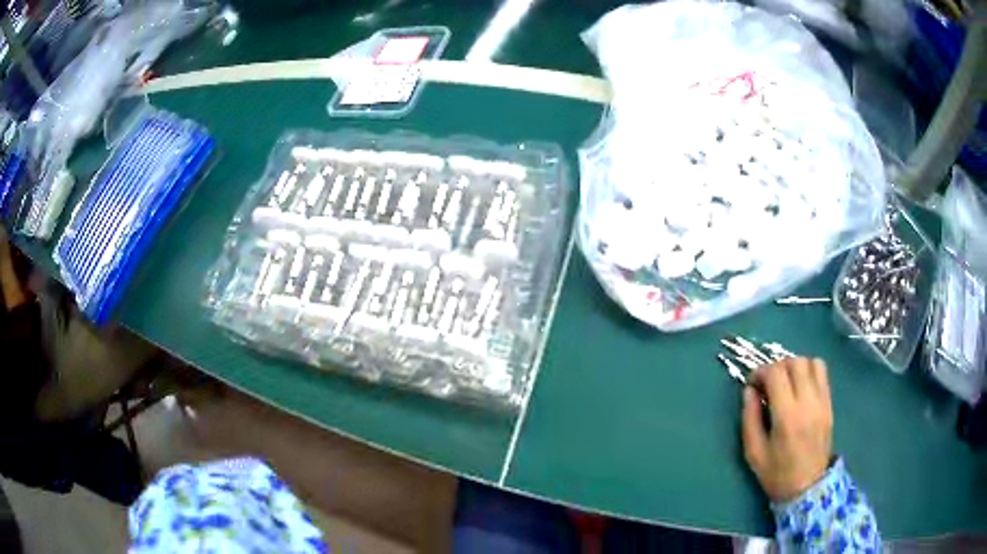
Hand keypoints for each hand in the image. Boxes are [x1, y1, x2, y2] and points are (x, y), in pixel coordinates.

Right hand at [742, 357, 832, 502]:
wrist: (807, 487)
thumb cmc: (777, 474)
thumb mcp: (754, 452)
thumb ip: (749, 418)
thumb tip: (748, 391)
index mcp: (787, 416)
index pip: (776, 374)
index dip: (761, 372)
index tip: (752, 384)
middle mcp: (808, 403)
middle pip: (795, 362)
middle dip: (777, 366)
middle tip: (767, 382)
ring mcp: (822, 402)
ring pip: (812, 362)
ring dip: (795, 366)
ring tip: (786, 382)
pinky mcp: (830, 404)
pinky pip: (822, 373)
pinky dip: (809, 371)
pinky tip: (800, 387)